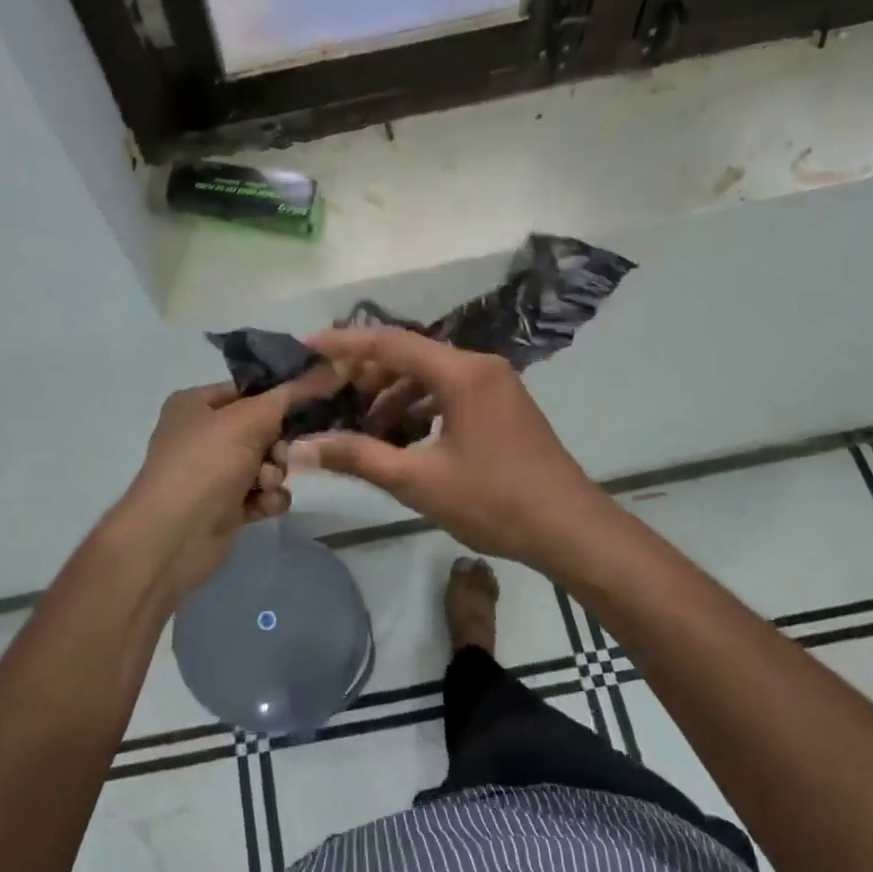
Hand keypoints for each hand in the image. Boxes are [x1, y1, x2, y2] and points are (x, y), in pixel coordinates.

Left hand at [114, 368, 338, 605]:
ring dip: (275, 473)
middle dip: (279, 444)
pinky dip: (267, 499)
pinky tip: (261, 507)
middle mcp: (203, 434)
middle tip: (282, 455)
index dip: (283, 396)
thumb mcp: (248, 420)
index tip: (317, 401)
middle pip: (264, 427)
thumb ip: (292, 395)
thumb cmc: (205, 466)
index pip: (251, 389)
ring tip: (266, 486)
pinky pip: (262, 493)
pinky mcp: (226, 506)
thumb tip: (332, 365)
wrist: (173, 538)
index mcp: (197, 403)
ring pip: (267, 463)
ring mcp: (214, 472)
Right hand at [288, 327, 607, 573]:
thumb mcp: (418, 481)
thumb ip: (359, 457)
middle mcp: (480, 366)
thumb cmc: (494, 502)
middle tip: (331, 393)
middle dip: (368, 372)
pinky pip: (451, 390)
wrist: (570, 529)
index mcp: (461, 373)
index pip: (390, 342)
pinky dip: (421, 405)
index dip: (344, 344)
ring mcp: (497, 384)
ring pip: (432, 373)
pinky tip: (404, 435)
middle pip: (411, 354)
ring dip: (395, 393)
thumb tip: (302, 449)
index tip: (307, 346)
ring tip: (365, 425)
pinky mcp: (504, 405)